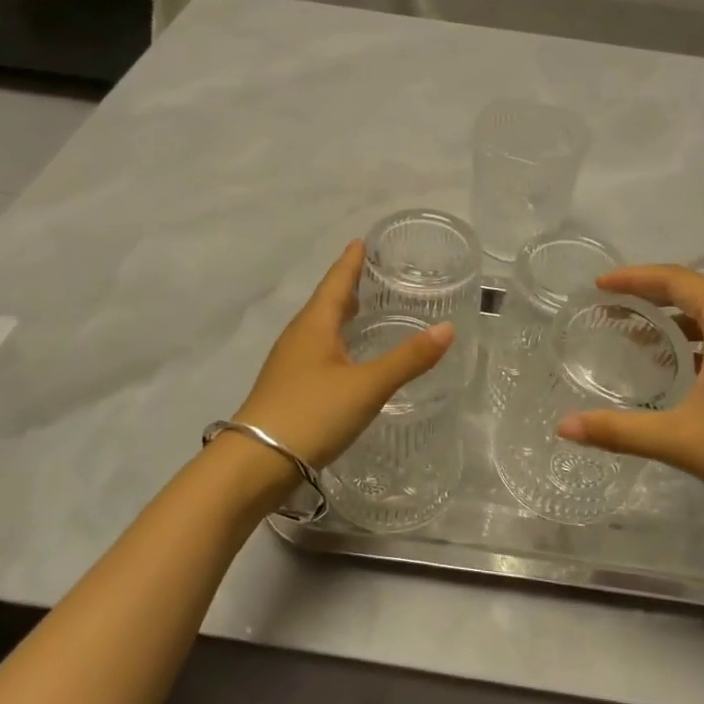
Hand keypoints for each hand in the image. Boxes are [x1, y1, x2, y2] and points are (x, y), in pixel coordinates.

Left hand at [234, 241, 453, 475]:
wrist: (256, 463)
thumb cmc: (312, 413)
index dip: (351, 261)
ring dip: (341, 314)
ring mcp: (289, 362)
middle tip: (374, 273)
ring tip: (365, 309)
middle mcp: (299, 336)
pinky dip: (336, 341)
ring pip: (319, 327)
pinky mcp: (288, 387)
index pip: (336, 281)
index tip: (363, 240)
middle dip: (349, 285)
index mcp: (314, 324)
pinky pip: (316, 350)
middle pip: (326, 301)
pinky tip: (347, 356)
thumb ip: (408, 359)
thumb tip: (447, 328)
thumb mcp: (367, 386)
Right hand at [557, 264, 703, 540]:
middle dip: (650, 300)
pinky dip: (698, 345)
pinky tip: (681, 375)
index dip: (635, 278)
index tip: (599, 288)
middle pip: (695, 295)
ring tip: (638, 342)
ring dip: (675, 325)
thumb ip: (620, 431)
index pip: (676, 280)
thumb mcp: (683, 440)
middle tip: (611, 314)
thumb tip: (564, 428)